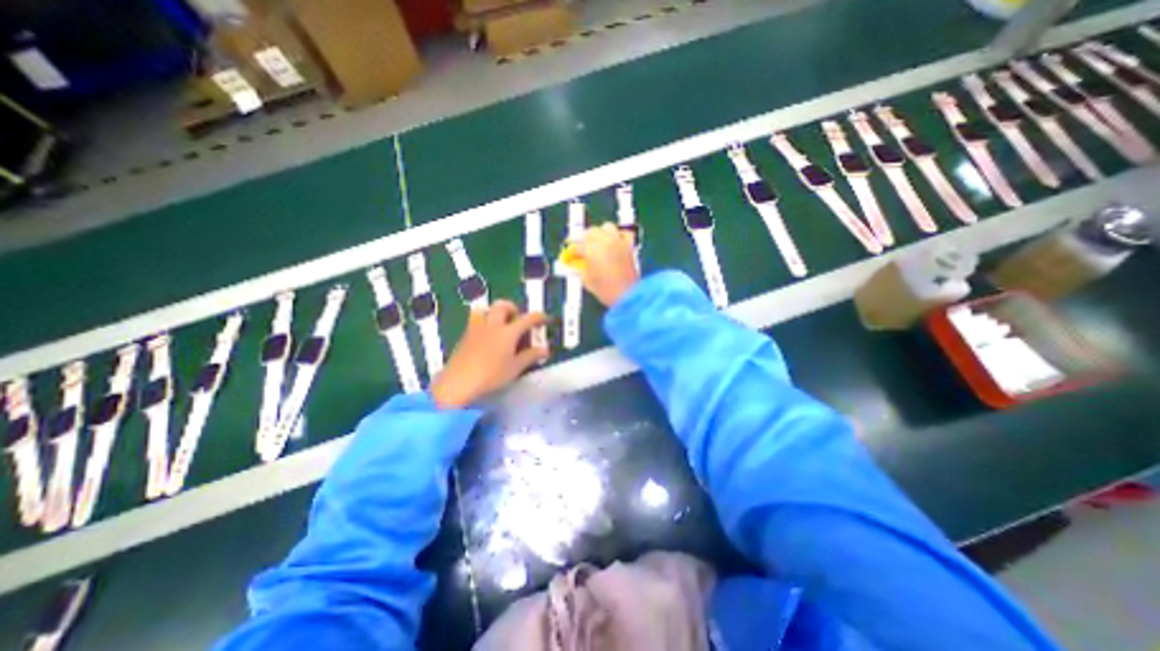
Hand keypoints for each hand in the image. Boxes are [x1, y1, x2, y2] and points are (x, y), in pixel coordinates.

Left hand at [430, 297, 549, 405]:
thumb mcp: (515, 367)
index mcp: (508, 332)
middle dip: (513, 308)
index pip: (528, 318)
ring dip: (495, 312)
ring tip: (500, 324)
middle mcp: (492, 324)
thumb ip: (531, 356)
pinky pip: (476, 320)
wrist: (459, 382)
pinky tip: (487, 337)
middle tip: (518, 320)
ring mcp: (476, 328)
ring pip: (485, 309)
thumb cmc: (491, 375)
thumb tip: (545, 349)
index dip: (539, 317)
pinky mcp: (465, 335)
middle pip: (503, 305)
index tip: (545, 319)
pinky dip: (485, 322)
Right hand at [573, 222, 637, 306]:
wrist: (627, 295)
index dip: (571, 252)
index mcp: (590, 248)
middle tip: (582, 248)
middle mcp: (604, 240)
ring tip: (598, 243)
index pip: (576, 245)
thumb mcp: (586, 280)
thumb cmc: (605, 290)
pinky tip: (615, 242)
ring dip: (600, 233)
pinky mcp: (629, 245)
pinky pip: (623, 233)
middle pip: (590, 232)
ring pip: (606, 227)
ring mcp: (618, 241)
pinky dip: (618, 236)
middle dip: (585, 239)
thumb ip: (580, 268)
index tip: (569, 257)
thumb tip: (577, 263)